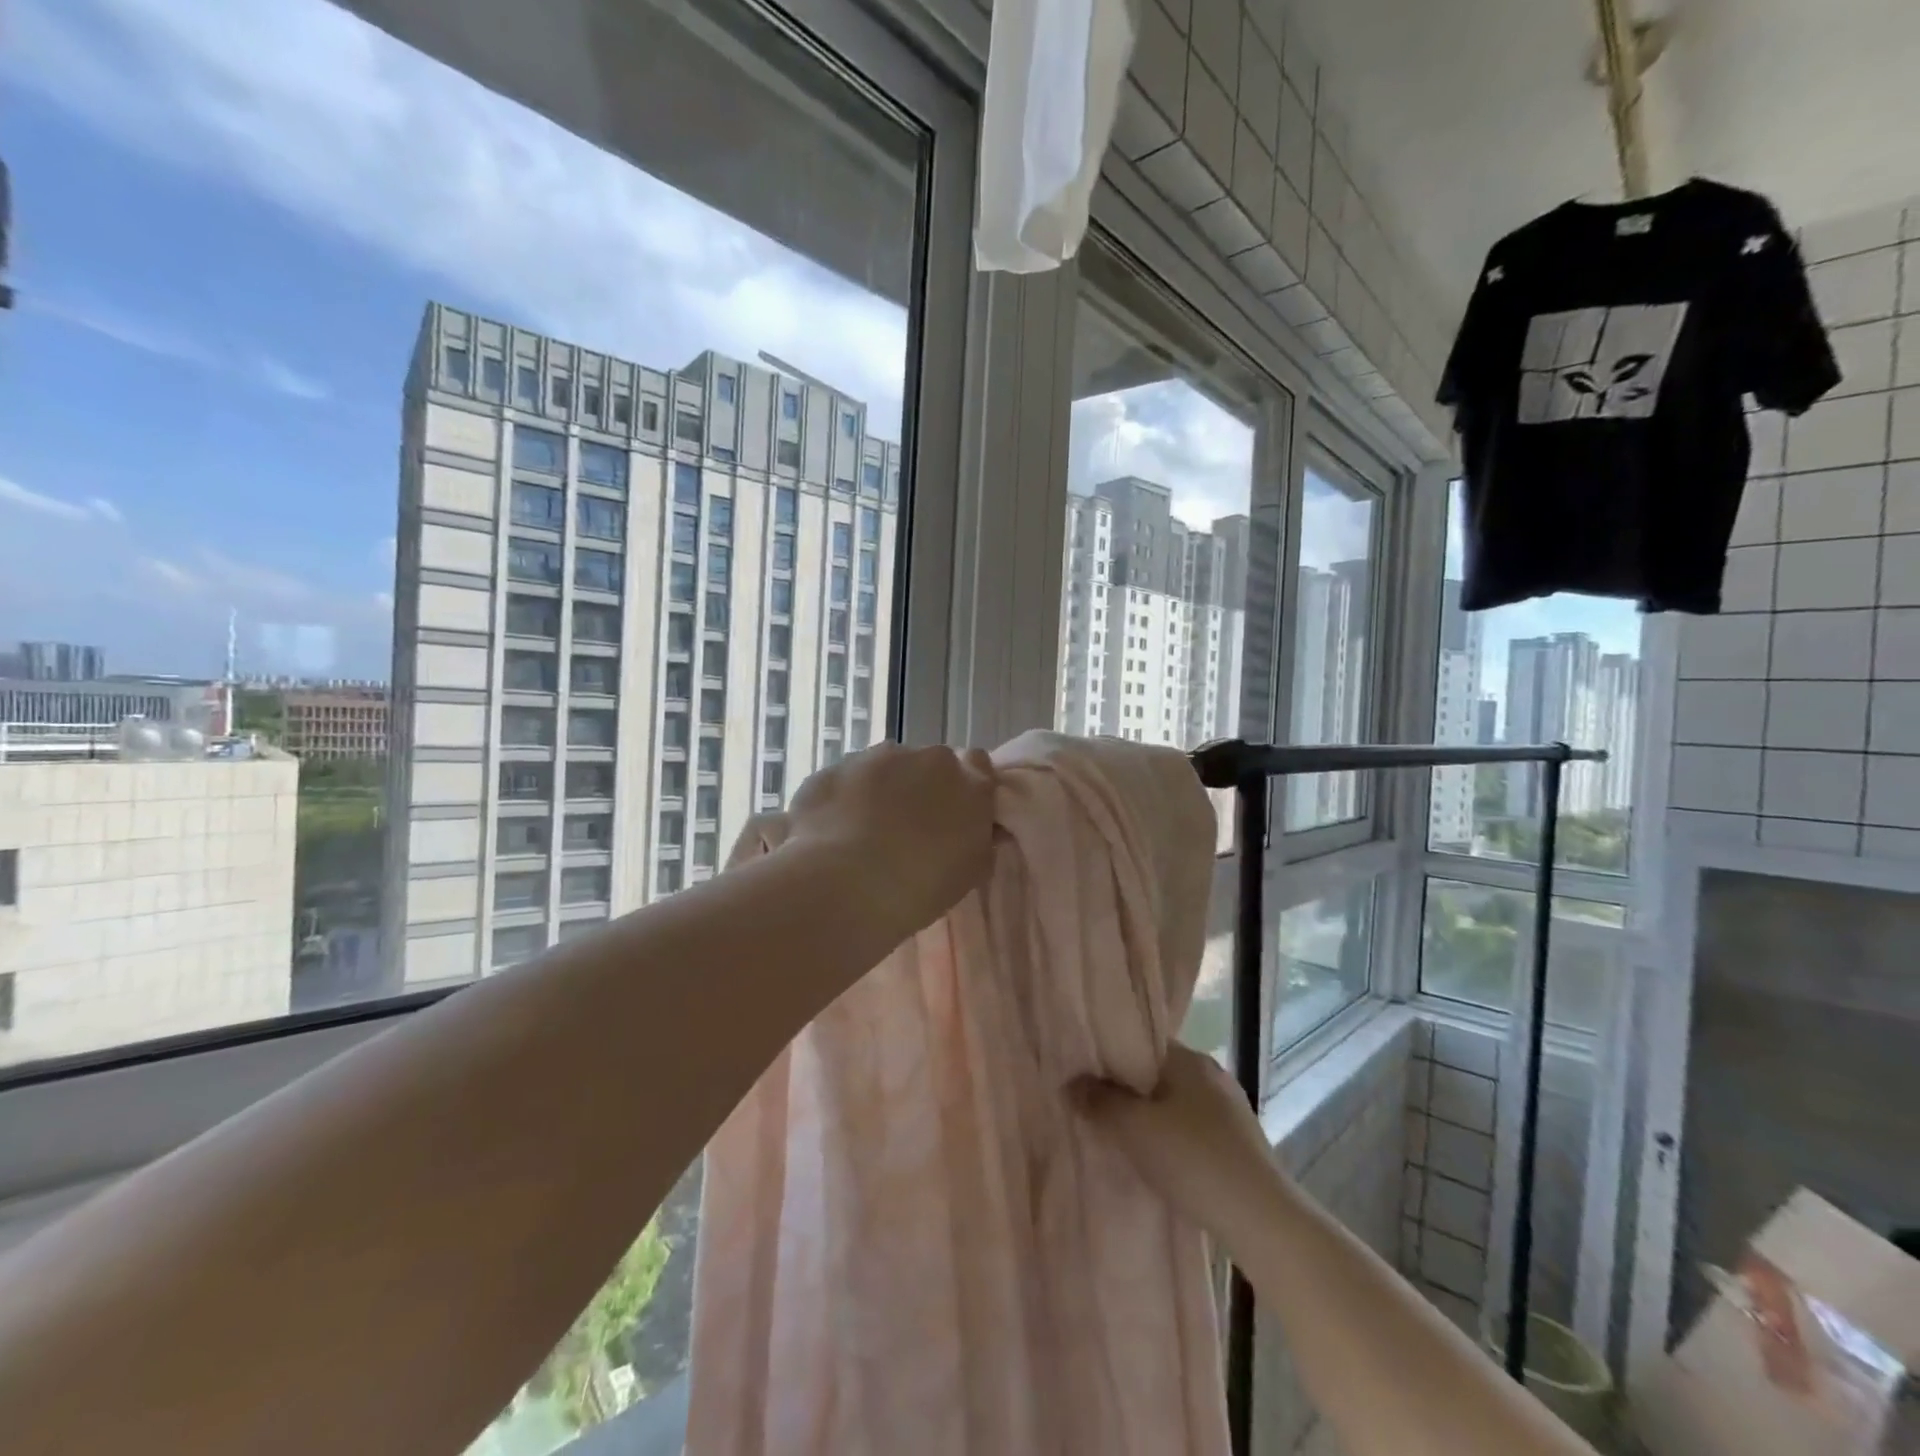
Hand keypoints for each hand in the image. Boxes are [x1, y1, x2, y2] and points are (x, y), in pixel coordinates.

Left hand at [783, 742, 997, 942]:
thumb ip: (979, 839)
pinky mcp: (834, 769)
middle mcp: (926, 758)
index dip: (964, 786)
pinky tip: (832, 834)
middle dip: (919, 787)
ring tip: (864, 834)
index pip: (978, 765)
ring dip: (879, 790)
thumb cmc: (920, 887)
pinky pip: (844, 781)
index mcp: (969, 783)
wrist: (845, 885)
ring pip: (883, 767)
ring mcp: (875, 758)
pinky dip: (842, 800)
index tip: (954, 811)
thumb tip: (977, 829)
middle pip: (927, 764)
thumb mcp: (969, 872)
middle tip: (908, 829)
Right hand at [1071, 1043, 1278, 1245]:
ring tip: (1121, 1136)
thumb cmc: (1193, 1160)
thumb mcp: (1133, 1129)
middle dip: (1128, 1089)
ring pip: (1176, 1102)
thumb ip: (1099, 1101)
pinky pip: (1193, 1128)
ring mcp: (1230, 1109)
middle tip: (1095, 1107)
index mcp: (1189, 1059)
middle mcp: (1212, 1074)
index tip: (1085, 1073)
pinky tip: (1158, 1161)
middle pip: (1157, 1073)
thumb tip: (1071, 1082)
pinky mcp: (1240, 1143)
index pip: (1141, 1042)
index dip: (1110, 1055)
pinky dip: (1172, 1138)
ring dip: (1150, 1116)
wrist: (1262, 1221)